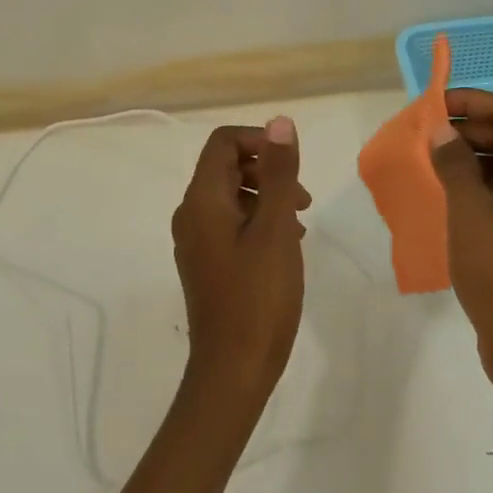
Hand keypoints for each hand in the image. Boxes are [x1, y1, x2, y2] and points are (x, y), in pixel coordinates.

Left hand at [171, 117, 310, 407]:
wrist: (233, 368)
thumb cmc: (258, 296)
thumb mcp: (276, 230)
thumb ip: (279, 174)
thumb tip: (280, 123)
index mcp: (202, 201)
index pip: (223, 142)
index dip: (260, 142)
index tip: (292, 166)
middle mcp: (190, 215)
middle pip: (225, 167)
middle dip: (267, 171)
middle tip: (302, 199)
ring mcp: (196, 242)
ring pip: (231, 196)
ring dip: (267, 197)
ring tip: (299, 224)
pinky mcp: (206, 263)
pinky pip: (230, 224)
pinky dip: (258, 221)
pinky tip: (284, 246)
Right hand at [426, 89, 492, 399]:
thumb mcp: (471, 211)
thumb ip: (454, 163)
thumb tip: (441, 128)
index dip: (470, 101)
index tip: (430, 105)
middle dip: (464, 129)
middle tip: (421, 135)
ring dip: (465, 158)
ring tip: (425, 161)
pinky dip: (471, 186)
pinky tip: (441, 195)